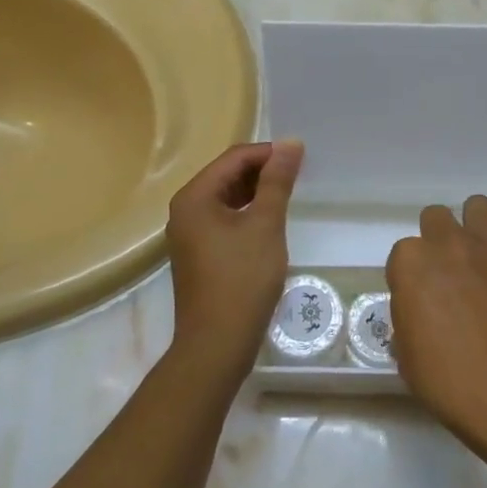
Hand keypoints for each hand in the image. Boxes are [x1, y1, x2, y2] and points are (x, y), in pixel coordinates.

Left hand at [166, 140, 301, 381]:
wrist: (217, 344)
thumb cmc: (242, 279)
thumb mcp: (265, 225)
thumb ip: (277, 181)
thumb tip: (290, 143)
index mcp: (194, 197)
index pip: (234, 158)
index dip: (268, 153)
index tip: (301, 158)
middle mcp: (185, 210)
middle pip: (227, 175)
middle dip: (262, 171)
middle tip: (299, 176)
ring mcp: (189, 235)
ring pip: (226, 199)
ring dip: (256, 193)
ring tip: (289, 196)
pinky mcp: (198, 255)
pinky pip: (224, 220)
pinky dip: (247, 214)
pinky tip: (270, 223)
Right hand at [387, 196, 486, 441]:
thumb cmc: (449, 380)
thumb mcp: (408, 357)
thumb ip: (408, 322)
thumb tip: (418, 318)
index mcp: (411, 264)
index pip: (402, 254)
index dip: (411, 276)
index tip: (420, 298)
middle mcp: (447, 242)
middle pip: (436, 218)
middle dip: (439, 240)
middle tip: (450, 272)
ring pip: (478, 205)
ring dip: (477, 226)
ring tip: (484, 255)